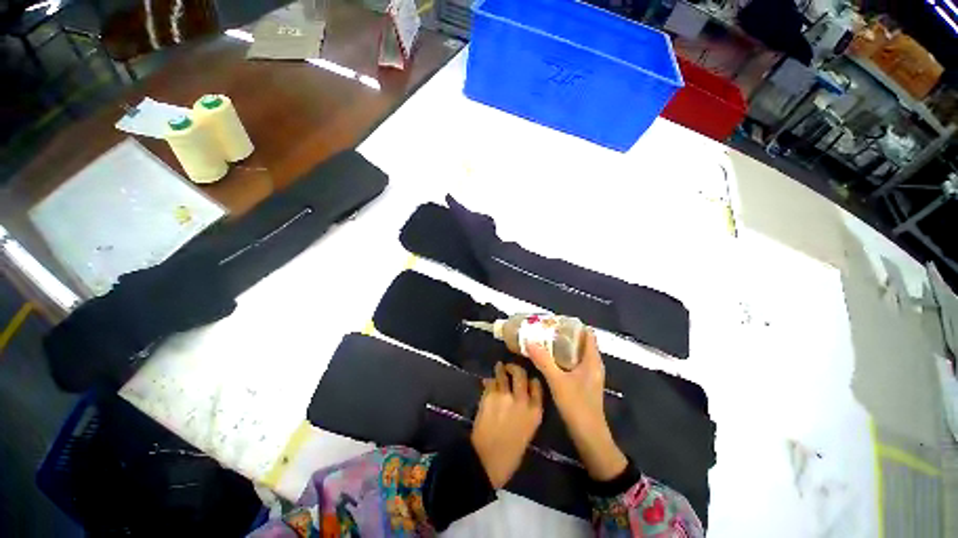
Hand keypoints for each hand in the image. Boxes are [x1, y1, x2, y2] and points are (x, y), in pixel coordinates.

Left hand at [471, 362, 543, 488]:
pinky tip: (488, 381)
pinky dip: (490, 381)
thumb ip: (526, 412)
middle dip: (516, 368)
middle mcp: (522, 400)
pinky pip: (491, 382)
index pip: (537, 386)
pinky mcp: (489, 395)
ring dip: (501, 369)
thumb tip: (520, 399)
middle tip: (510, 367)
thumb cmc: (511, 454)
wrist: (487, 461)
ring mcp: (505, 395)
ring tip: (499, 366)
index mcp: (535, 412)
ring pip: (503, 374)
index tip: (528, 379)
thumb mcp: (527, 432)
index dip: (532, 380)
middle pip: (521, 374)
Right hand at [527, 330, 627, 480]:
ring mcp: (589, 374)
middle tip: (545, 329)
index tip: (556, 321)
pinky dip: (563, 358)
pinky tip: (549, 359)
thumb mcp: (557, 381)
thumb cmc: (577, 406)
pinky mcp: (584, 383)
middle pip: (580, 342)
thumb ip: (543, 361)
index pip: (587, 334)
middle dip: (564, 334)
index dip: (573, 325)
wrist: (589, 437)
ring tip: (544, 340)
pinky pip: (573, 363)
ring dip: (562, 346)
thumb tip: (529, 341)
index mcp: (592, 360)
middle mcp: (593, 364)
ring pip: (576, 353)